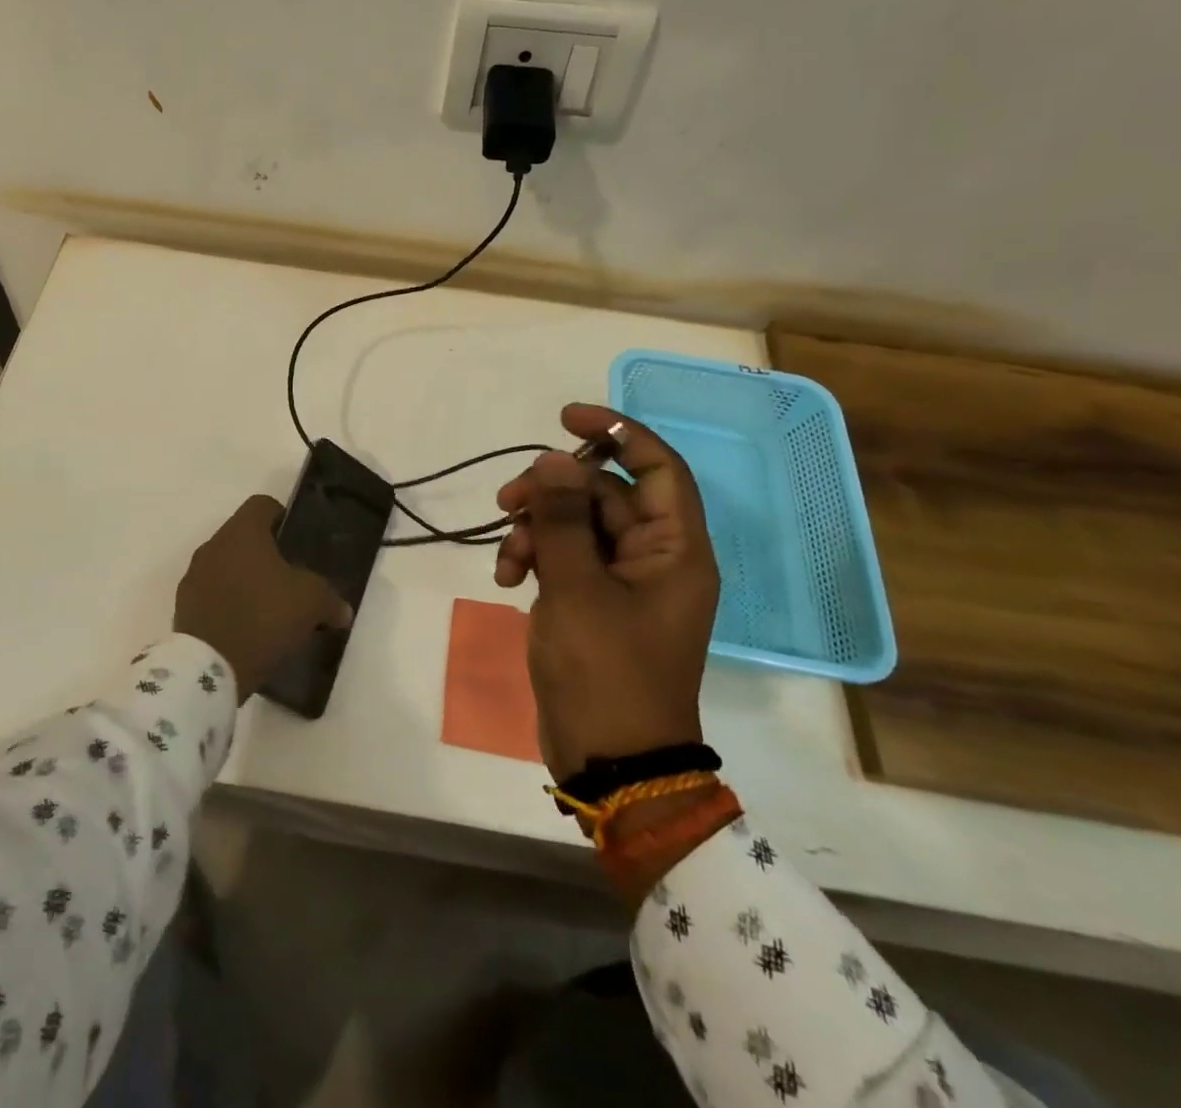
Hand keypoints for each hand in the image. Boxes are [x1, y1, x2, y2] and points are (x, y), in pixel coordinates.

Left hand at [174, 496, 352, 700]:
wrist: (211, 667)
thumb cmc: (265, 617)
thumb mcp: (311, 604)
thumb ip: (330, 600)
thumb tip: (343, 611)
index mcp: (242, 532)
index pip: (262, 505)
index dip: (282, 517)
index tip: (296, 541)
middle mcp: (213, 545)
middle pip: (242, 536)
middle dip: (264, 553)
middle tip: (288, 578)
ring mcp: (193, 575)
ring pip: (225, 564)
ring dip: (243, 577)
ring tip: (267, 605)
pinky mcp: (184, 605)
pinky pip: (211, 592)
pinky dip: (227, 601)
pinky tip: (245, 626)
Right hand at [494, 404, 719, 781]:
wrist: (609, 763)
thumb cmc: (606, 673)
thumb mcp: (577, 589)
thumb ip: (564, 519)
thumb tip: (554, 457)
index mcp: (674, 549)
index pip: (658, 466)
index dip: (617, 432)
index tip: (565, 417)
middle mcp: (654, 557)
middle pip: (604, 493)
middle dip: (552, 492)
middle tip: (506, 501)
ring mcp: (622, 581)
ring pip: (576, 525)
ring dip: (535, 530)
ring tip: (507, 560)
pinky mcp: (593, 602)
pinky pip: (564, 558)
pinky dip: (533, 559)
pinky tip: (507, 581)